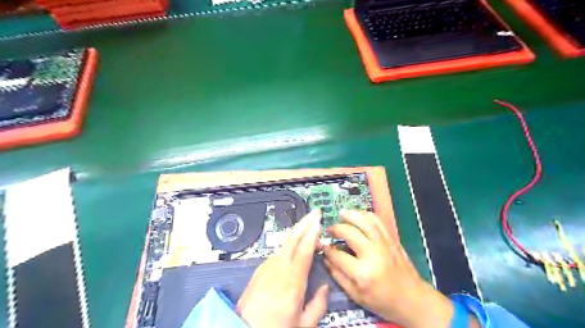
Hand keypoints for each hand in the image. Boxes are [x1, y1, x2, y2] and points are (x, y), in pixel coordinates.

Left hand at [237, 210, 328, 326]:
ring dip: (297, 232)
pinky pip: (276, 253)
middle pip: (292, 238)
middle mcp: (278, 270)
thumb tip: (325, 288)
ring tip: (308, 228)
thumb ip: (318, 305)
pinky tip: (293, 246)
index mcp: (292, 282)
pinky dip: (288, 244)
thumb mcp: (302, 325)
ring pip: (284, 244)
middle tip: (315, 213)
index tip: (319, 221)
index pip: (304, 250)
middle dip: (304, 222)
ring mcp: (266, 268)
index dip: (312, 232)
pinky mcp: (259, 271)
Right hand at [323, 211, 454, 327]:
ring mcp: (384, 245)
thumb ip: (338, 276)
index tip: (323, 246)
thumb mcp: (356, 296)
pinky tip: (358, 215)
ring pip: (365, 222)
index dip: (327, 249)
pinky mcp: (392, 240)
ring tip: (341, 213)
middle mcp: (373, 255)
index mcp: (363, 273)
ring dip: (351, 215)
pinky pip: (378, 222)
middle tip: (330, 229)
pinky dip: (367, 215)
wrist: (413, 300)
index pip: (338, 255)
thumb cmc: (383, 302)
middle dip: (336, 228)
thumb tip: (326, 258)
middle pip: (350, 233)